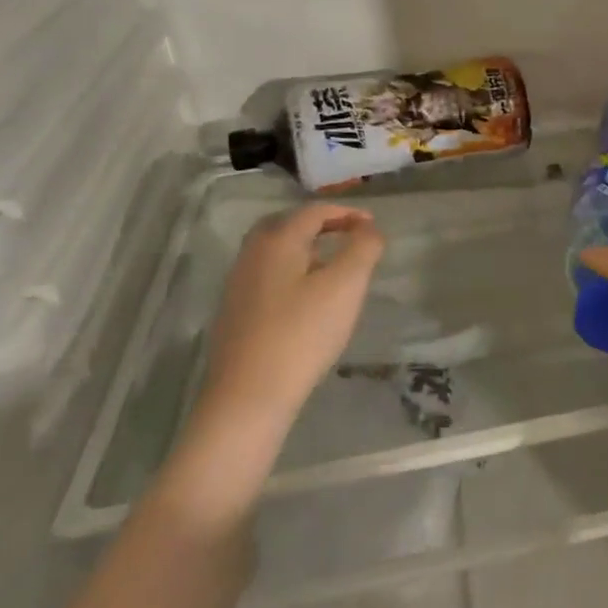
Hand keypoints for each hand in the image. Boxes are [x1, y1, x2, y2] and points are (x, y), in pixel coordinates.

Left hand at [199, 203, 384, 429]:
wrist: (248, 396)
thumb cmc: (302, 333)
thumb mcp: (346, 285)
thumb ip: (363, 248)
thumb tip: (369, 228)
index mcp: (278, 240)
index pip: (314, 211)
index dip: (346, 212)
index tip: (372, 226)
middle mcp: (252, 254)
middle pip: (287, 225)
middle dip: (321, 225)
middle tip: (349, 236)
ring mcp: (238, 284)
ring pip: (275, 250)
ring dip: (305, 248)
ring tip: (332, 264)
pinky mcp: (235, 312)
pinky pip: (268, 274)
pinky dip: (292, 270)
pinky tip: (306, 296)